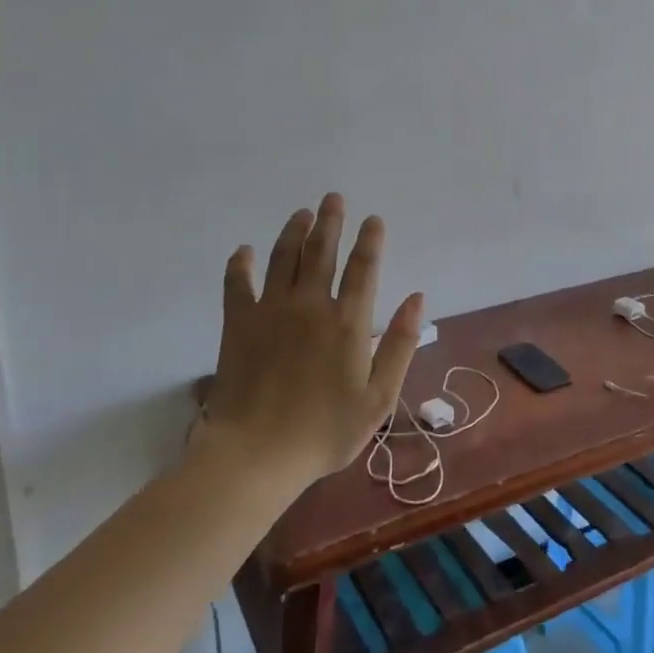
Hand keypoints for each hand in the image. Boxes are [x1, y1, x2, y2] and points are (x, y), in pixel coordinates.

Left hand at [202, 193, 424, 486]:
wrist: (256, 455)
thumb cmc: (325, 431)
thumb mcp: (378, 397)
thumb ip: (400, 344)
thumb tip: (416, 298)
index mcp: (347, 322)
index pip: (363, 268)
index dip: (370, 240)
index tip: (373, 219)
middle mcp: (310, 305)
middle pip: (321, 251)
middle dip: (330, 221)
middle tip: (333, 198)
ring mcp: (270, 311)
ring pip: (283, 258)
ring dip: (293, 231)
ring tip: (301, 213)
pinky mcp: (237, 324)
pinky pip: (237, 284)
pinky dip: (240, 264)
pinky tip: (244, 251)